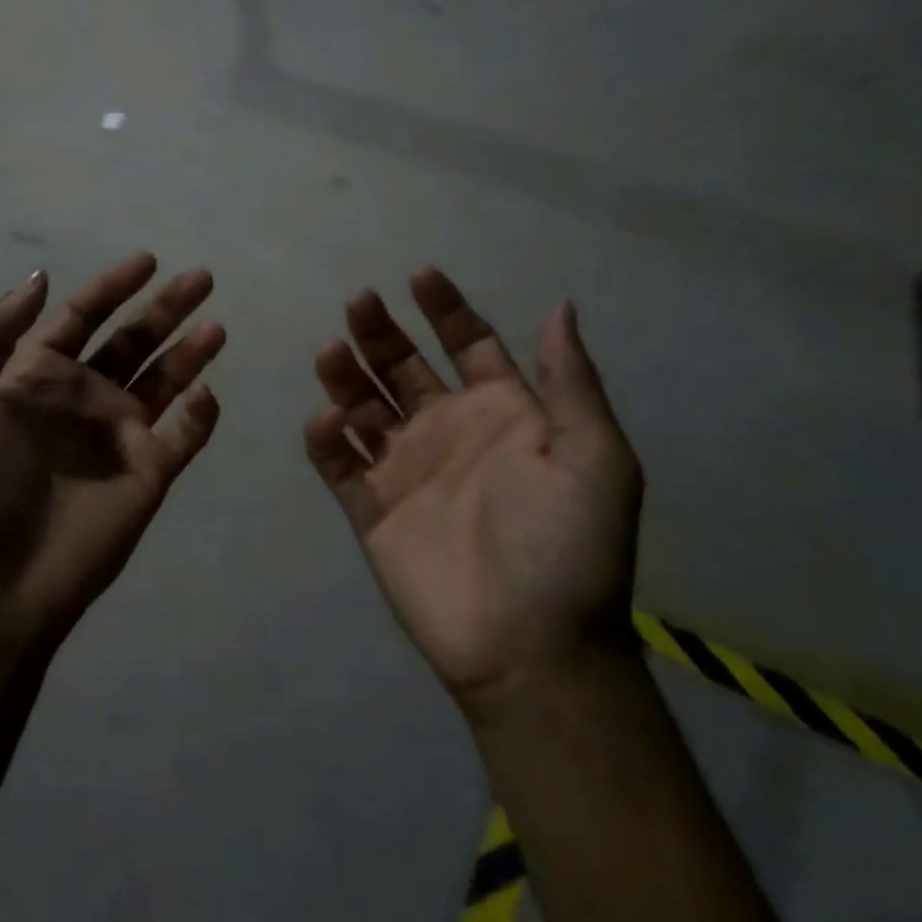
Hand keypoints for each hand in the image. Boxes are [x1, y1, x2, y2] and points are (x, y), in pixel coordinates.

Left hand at [0, 254, 224, 649]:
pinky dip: (200, 416)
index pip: (82, 319)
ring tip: (216, 328)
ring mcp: (120, 436)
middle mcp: (84, 399)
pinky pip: (185, 437)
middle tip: (202, 277)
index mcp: (38, 377)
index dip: (112, 287)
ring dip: (191, 352)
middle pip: (132, 341)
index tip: (147, 260)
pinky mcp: (149, 474)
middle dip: (165, 308)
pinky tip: (205, 393)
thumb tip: (40, 277)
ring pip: (165, 381)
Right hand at [303, 268, 642, 722]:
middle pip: (403, 366)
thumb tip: (560, 306)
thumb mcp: (594, 458)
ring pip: (363, 405)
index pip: (468, 345)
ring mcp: (404, 468)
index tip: (419, 275)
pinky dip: (327, 438)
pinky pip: (337, 462)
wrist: (530, 647)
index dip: (446, 308)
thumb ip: (571, 382)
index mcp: (502, 414)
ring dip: (345, 375)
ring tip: (333, 351)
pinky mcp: (369, 507)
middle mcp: (448, 431)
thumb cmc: (567, 548)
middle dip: (382, 331)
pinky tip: (329, 423)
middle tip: (360, 302)